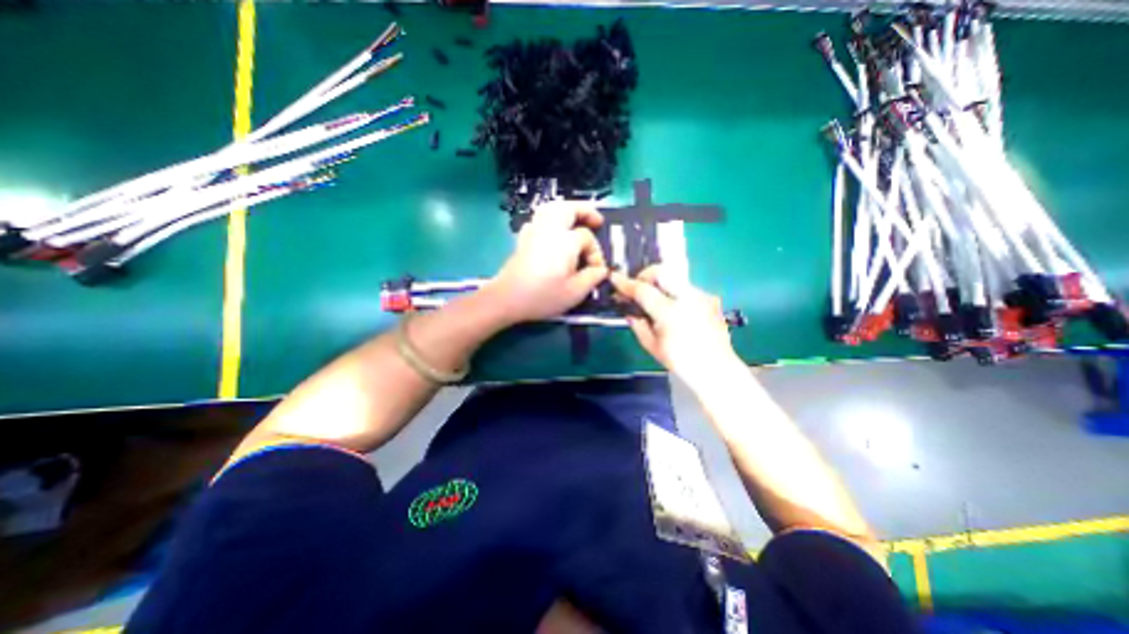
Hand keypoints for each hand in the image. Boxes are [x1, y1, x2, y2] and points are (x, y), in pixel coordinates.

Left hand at [485, 202, 607, 324]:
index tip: (596, 270)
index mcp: (565, 241)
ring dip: (567, 210)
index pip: (587, 237)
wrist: (508, 298)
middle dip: (585, 211)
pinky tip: (553, 231)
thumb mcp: (575, 292)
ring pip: (551, 209)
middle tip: (597, 221)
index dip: (596, 252)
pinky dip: (550, 218)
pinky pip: (539, 219)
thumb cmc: (543, 296)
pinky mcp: (523, 239)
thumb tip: (601, 270)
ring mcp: (534, 231)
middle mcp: (549, 229)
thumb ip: (593, 278)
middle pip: (569, 208)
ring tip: (577, 220)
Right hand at [610, 265, 741, 384]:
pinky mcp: (709, 298)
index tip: (614, 278)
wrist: (716, 369)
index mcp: (670, 313)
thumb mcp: (652, 346)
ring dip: (659, 284)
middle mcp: (687, 298)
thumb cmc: (681, 362)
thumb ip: (638, 324)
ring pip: (674, 277)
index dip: (626, 283)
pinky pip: (685, 287)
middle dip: (645, 276)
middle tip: (637, 290)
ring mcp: (701, 296)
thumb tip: (629, 311)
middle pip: (661, 272)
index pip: (643, 290)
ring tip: (654, 300)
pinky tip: (673, 309)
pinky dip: (674, 292)